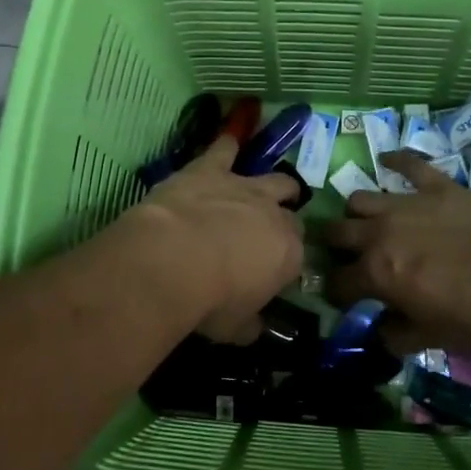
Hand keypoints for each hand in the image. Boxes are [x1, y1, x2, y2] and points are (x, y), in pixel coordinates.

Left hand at [122, 135, 303, 342]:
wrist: (172, 259)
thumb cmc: (209, 301)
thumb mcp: (234, 327)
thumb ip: (249, 324)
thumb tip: (255, 328)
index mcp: (289, 255)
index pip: (298, 256)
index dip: (285, 263)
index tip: (271, 274)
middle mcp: (275, 215)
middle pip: (291, 215)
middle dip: (284, 222)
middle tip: (266, 234)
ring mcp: (244, 187)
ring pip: (274, 179)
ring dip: (272, 185)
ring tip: (267, 188)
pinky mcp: (212, 169)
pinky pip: (224, 149)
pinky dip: (226, 146)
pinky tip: (227, 140)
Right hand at [323, 150, 470, 350]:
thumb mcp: (430, 338)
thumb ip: (396, 337)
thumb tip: (379, 333)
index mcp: (375, 272)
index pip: (337, 282)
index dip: (336, 292)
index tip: (345, 298)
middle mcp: (379, 232)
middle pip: (337, 232)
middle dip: (333, 245)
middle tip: (347, 256)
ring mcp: (405, 204)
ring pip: (360, 199)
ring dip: (357, 212)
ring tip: (367, 221)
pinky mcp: (435, 186)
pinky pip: (408, 164)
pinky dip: (396, 161)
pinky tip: (386, 159)